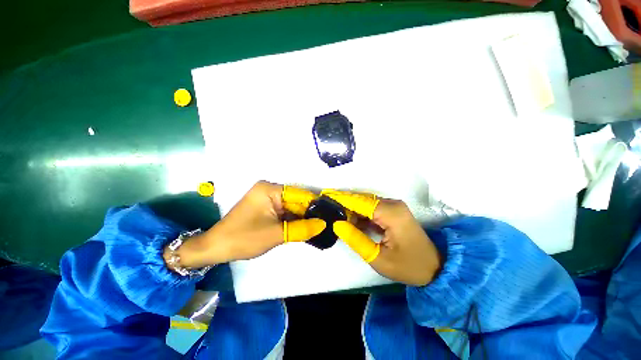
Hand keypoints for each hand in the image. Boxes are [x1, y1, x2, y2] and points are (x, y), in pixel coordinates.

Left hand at [165, 181, 325, 268]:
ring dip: (303, 217)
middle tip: (327, 222)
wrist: (216, 248)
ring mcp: (268, 198)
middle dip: (310, 212)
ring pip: (292, 207)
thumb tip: (323, 224)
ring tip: (320, 225)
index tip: (330, 214)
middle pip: (296, 200)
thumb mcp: (276, 234)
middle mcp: (270, 190)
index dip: (315, 204)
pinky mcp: (267, 207)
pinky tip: (306, 226)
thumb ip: (302, 228)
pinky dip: (294, 220)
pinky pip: (285, 212)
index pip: (300, 195)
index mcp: (270, 189)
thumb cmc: (244, 238)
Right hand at [325, 190, 441, 285]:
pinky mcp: (393, 211)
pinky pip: (372, 208)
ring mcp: (394, 206)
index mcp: (391, 213)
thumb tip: (336, 224)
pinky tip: (350, 221)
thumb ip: (355, 239)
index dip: (341, 199)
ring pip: (366, 203)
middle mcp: (393, 204)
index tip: (324, 197)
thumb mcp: (378, 258)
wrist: (434, 268)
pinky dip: (360, 214)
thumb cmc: (407, 266)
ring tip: (336, 216)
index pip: (360, 202)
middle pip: (362, 200)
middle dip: (344, 203)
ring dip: (351, 209)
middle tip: (327, 208)